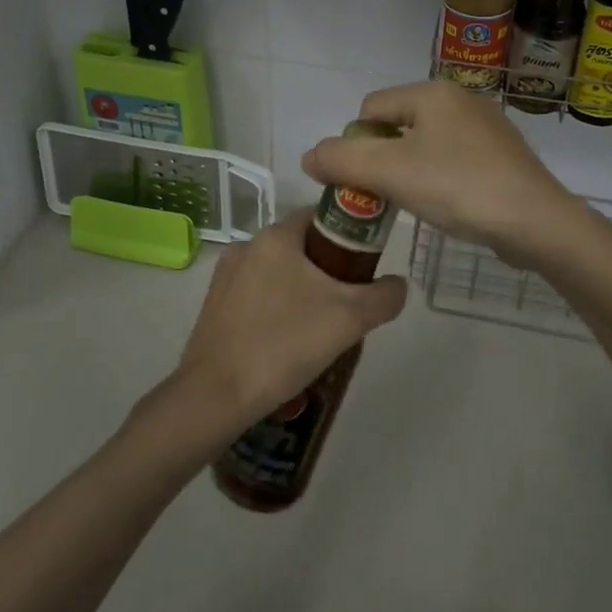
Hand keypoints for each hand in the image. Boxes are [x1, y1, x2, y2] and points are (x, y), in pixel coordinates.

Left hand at [175, 212, 406, 430]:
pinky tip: (287, 343)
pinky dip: (276, 309)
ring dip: (302, 291)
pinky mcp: (213, 306)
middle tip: (349, 303)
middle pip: (301, 246)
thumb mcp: (349, 319)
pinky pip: (257, 296)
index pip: (321, 216)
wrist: (215, 396)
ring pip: (278, 273)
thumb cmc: (284, 344)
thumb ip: (383, 296)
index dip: (349, 235)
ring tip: (321, 329)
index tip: (366, 264)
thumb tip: (397, 285)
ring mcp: (225, 276)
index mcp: (276, 236)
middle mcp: (247, 246)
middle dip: (328, 269)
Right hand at [300, 80, 588, 264]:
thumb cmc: (458, 187)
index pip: (371, 108)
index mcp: (433, 92)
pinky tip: (448, 205)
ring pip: (426, 144)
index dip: (357, 145)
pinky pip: (453, 159)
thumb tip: (310, 156)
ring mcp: (486, 126)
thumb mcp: (390, 172)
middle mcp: (460, 99)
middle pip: (398, 124)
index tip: (364, 182)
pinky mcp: (502, 154)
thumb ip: (343, 160)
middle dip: (383, 159)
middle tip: (386, 196)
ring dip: (410, 171)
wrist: (537, 222)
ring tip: (416, 203)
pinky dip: (440, 179)